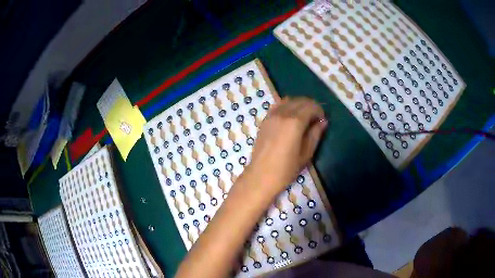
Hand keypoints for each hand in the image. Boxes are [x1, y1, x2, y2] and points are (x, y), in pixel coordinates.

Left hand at [244, 97, 327, 194]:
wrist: (260, 176)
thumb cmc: (286, 169)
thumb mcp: (306, 154)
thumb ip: (315, 134)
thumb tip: (323, 122)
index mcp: (294, 122)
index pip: (311, 106)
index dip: (319, 111)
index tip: (322, 121)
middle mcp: (282, 113)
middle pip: (300, 100)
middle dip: (311, 106)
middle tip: (315, 119)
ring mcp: (271, 115)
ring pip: (288, 100)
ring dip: (299, 104)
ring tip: (304, 117)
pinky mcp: (264, 120)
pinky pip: (278, 105)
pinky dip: (287, 106)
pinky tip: (290, 117)